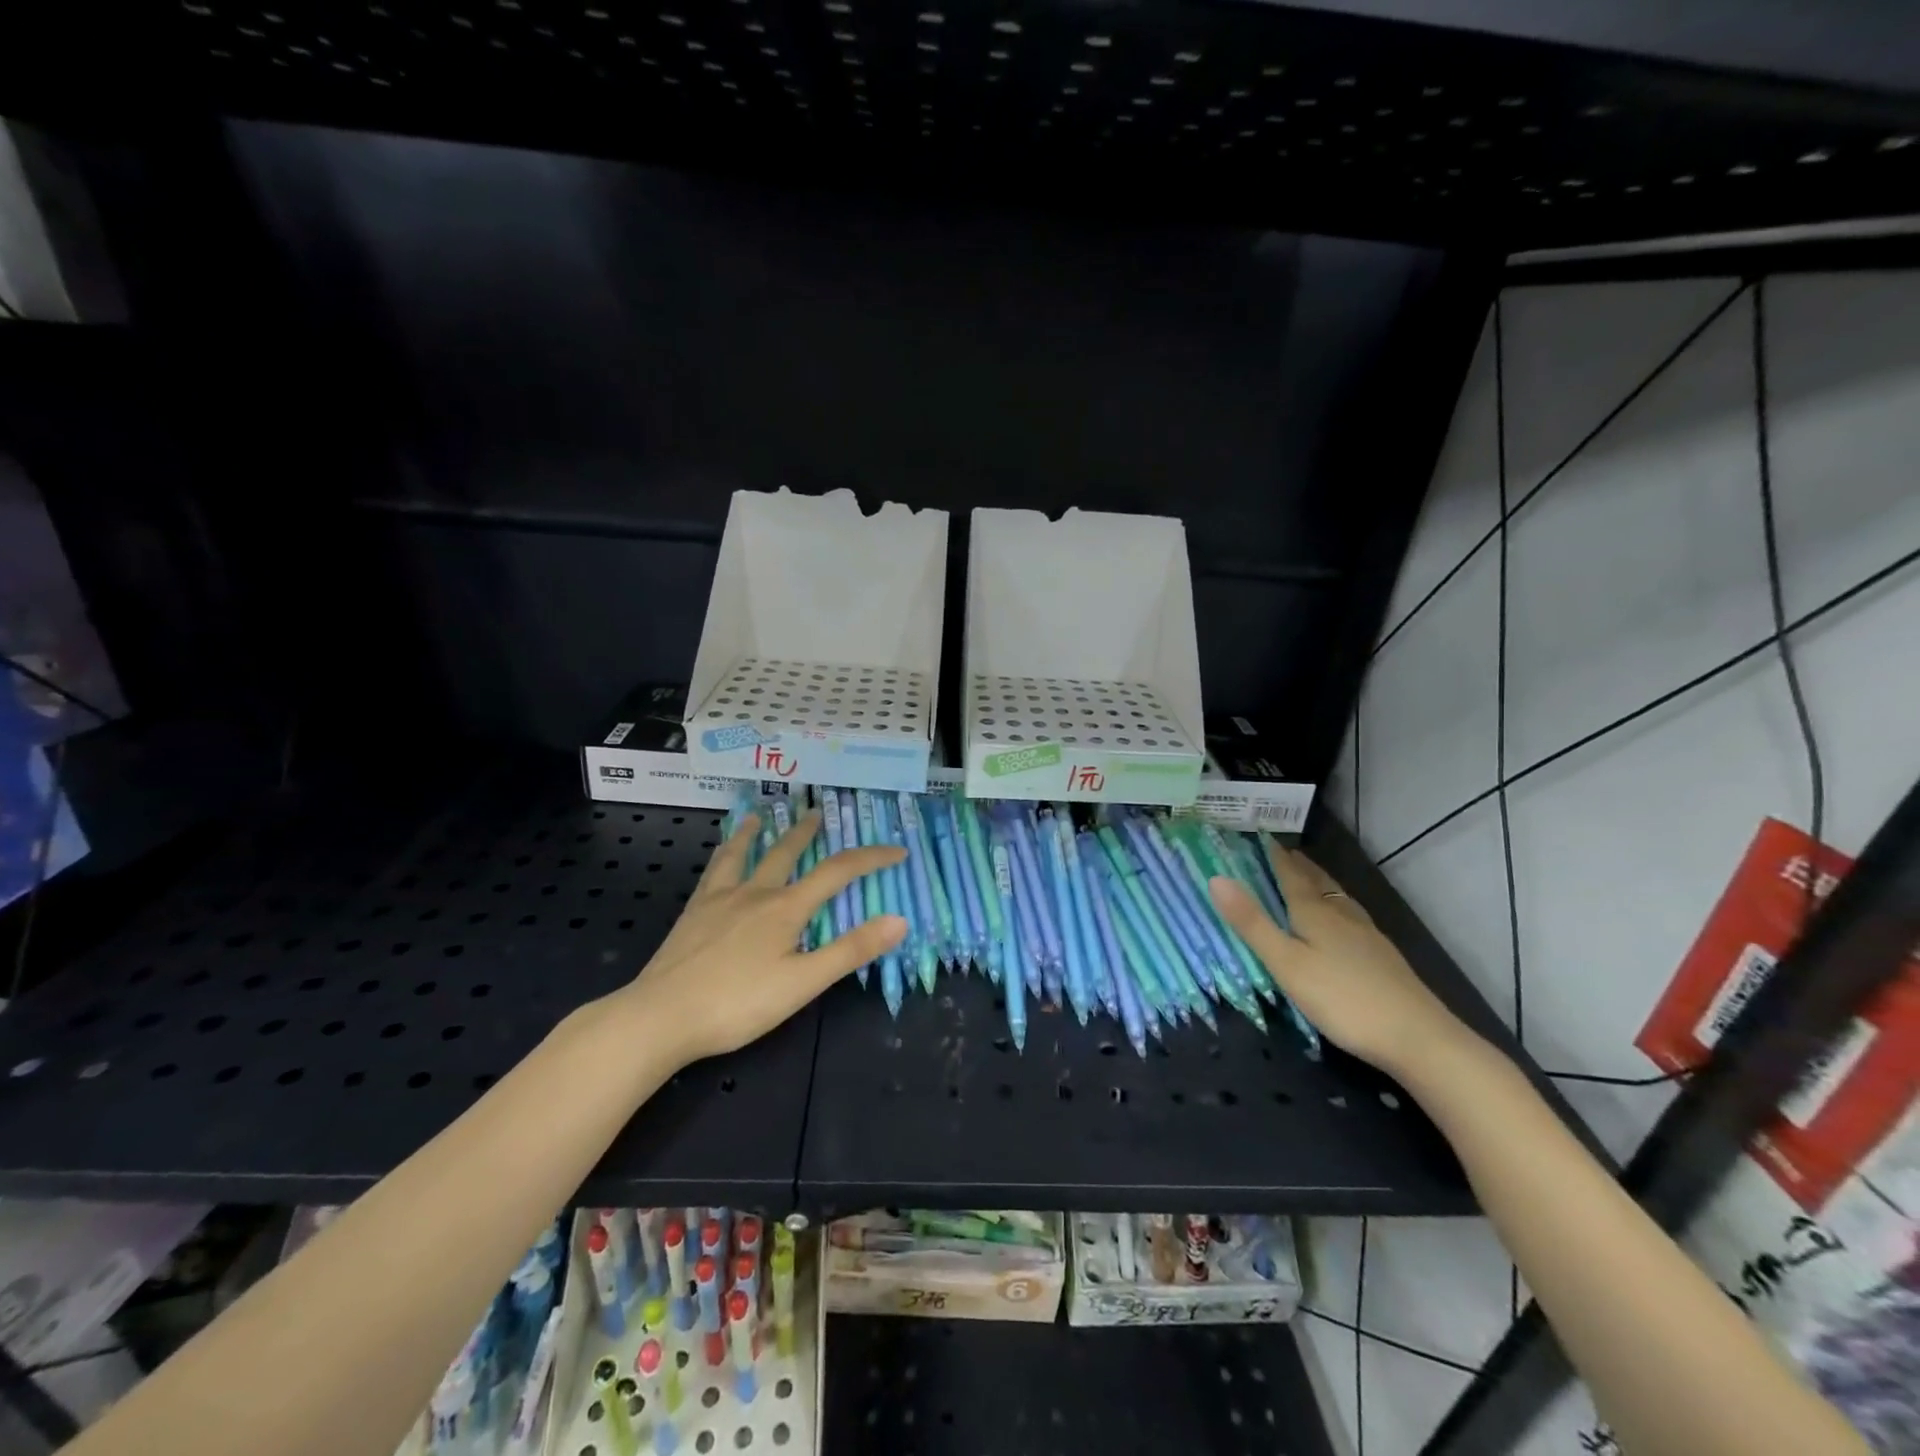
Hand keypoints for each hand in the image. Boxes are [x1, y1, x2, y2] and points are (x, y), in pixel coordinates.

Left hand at [614, 811, 906, 1065]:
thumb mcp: (803, 983)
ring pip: (743, 854)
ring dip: (756, 832)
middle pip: (786, 852)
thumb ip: (850, 950)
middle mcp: (755, 893)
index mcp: (786, 908)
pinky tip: (721, 857)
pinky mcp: (693, 913)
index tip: (898, 851)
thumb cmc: (738, 1004)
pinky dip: (723, 855)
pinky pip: (713, 872)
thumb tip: (899, 919)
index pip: (838, 873)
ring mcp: (719, 899)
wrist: (660, 1017)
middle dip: (807, 832)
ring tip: (759, 815)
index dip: (871, 858)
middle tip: (818, 812)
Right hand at [1209, 845, 1469, 1076]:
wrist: (1419, 1038)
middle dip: (1300, 866)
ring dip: (1321, 883)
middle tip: (1285, 852)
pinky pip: (1352, 917)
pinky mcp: (1383, 957)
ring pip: (1338, 899)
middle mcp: (1342, 916)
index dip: (1276, 857)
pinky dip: (1337, 906)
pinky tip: (1343, 922)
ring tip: (1311, 877)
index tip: (1263, 837)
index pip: (1291, 876)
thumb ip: (1252, 923)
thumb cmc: (1342, 999)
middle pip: (1318, 883)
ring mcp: (1367, 936)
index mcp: (1315, 914)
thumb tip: (1217, 878)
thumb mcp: (1286, 963)